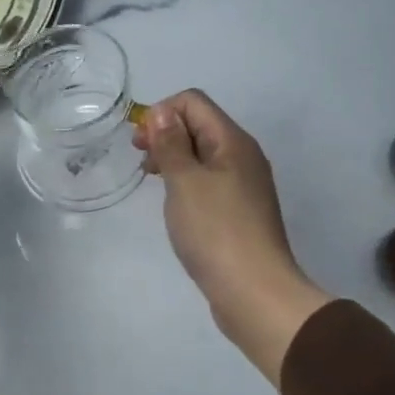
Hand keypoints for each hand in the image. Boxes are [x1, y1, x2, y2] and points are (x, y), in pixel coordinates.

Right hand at [135, 90, 331, 384]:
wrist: (254, 292)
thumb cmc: (215, 231)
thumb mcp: (185, 182)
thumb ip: (171, 143)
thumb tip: (161, 111)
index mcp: (233, 141)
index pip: (193, 102)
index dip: (161, 113)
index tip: (140, 144)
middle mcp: (243, 156)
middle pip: (199, 125)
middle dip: (165, 134)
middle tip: (141, 162)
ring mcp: (244, 185)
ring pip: (203, 155)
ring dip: (174, 159)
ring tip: (152, 182)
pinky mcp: (239, 211)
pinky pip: (209, 181)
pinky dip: (187, 182)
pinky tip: (174, 204)